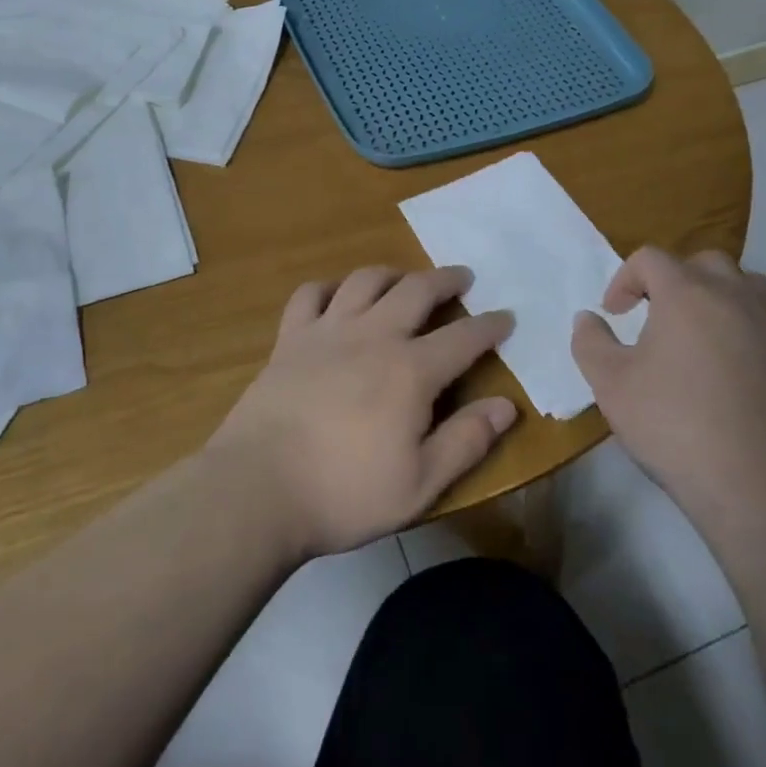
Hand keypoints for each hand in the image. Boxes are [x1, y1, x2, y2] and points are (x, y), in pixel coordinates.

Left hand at [207, 266, 517, 558]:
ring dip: (392, 273)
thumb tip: (507, 405)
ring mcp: (327, 332)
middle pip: (416, 290)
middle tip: (462, 278)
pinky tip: (336, 296)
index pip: (463, 337)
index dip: (490, 326)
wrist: (258, 489)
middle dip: (445, 280)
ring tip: (404, 279)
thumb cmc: (344, 493)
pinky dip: (328, 288)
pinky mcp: (290, 340)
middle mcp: (373, 336)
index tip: (506, 317)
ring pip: (365, 281)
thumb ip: (466, 441)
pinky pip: (309, 295)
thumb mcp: (420, 484)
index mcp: (410, 371)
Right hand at [571, 246, 765, 534]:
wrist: (761, 482)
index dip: (625, 280)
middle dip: (674, 280)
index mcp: (687, 292)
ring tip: (700, 331)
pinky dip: (749, 323)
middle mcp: (735, 294)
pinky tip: (736, 360)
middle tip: (656, 316)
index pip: (650, 259)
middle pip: (702, 263)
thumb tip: (588, 319)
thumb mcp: (611, 385)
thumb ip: (591, 343)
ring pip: (746, 283)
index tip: (614, 314)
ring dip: (717, 295)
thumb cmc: (676, 425)